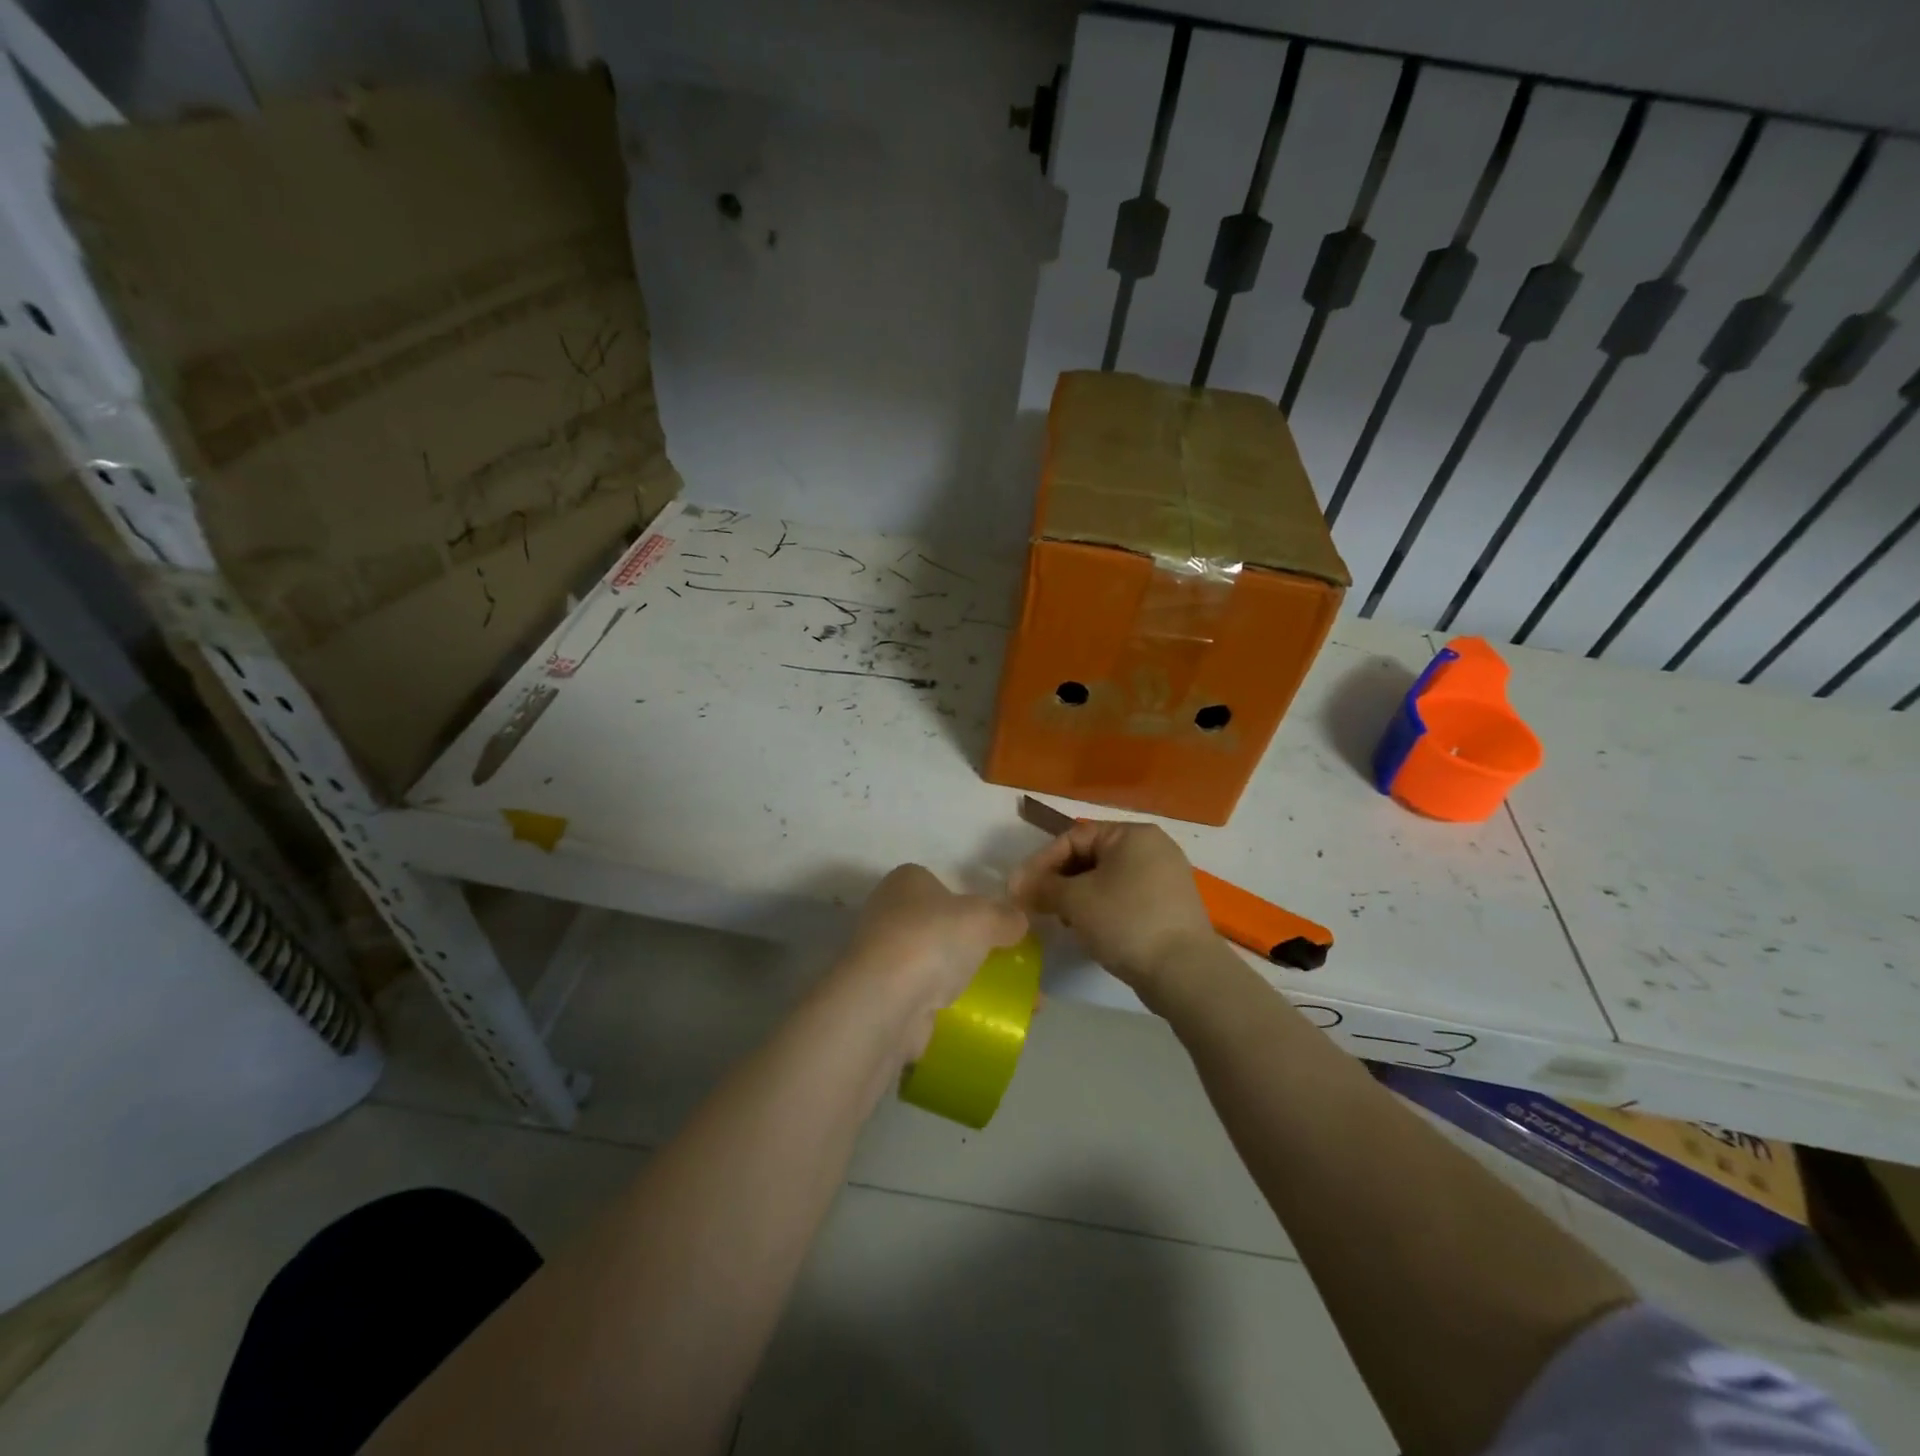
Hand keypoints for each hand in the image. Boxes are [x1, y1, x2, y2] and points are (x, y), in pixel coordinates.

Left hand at [836, 864, 1027, 1060]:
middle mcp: (888, 914)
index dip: (972, 903)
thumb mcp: (984, 918)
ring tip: (1011, 999)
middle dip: (973, 946)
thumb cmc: (932, 939)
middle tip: (1010, 964)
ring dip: (967, 980)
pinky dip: (955, 1008)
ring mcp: (884, 958)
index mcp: (906, 881)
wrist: (886, 1001)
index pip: (942, 885)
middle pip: (940, 927)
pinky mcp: (885, 997)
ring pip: (936, 965)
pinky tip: (986, 1020)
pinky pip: (930, 998)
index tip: (1000, 926)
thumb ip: (1006, 917)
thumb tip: (1019, 922)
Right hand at [1010, 821, 1215, 995]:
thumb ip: (1042, 887)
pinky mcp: (1170, 906)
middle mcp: (1152, 847)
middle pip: (1090, 856)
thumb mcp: (1075, 900)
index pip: (1073, 837)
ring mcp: (1165, 877)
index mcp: (1132, 833)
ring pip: (1107, 878)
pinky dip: (1102, 907)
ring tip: (1059, 919)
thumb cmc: (1126, 921)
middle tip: (1035, 904)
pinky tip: (1088, 929)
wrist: (1184, 972)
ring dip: (1078, 896)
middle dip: (1059, 880)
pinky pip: (1125, 897)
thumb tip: (1017, 886)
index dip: (1041, 862)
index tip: (1019, 888)